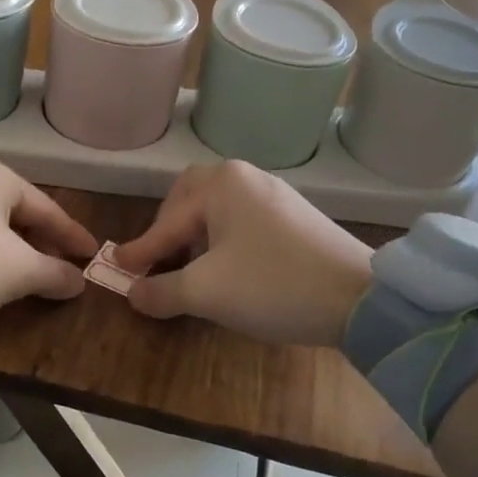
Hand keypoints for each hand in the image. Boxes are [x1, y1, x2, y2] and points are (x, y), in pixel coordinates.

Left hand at [0, 151, 97, 334]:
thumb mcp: (17, 273)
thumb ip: (55, 273)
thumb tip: (79, 282)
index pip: (46, 208)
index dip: (72, 237)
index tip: (93, 256)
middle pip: (17, 211)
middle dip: (41, 244)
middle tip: (63, 271)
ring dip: (13, 250)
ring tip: (30, 276)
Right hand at [113, 160, 373, 347]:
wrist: (361, 298)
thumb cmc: (273, 286)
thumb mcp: (206, 293)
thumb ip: (161, 291)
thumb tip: (133, 294)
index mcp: (221, 184)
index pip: (167, 222)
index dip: (140, 251)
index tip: (117, 268)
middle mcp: (246, 178)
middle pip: (190, 198)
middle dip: (168, 229)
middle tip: (156, 260)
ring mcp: (274, 195)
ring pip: (218, 210)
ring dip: (195, 236)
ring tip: (188, 268)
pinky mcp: (295, 216)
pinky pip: (243, 220)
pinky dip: (223, 240)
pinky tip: (226, 267)